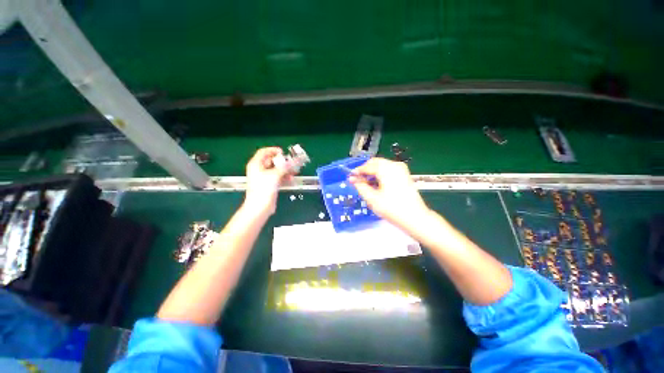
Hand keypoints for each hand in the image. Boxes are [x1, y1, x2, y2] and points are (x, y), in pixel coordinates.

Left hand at [244, 147, 292, 214]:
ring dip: (285, 170)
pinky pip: (278, 178)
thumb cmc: (264, 189)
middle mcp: (259, 170)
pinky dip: (284, 177)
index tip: (284, 152)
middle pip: (272, 161)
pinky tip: (291, 179)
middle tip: (292, 162)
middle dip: (283, 161)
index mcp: (256, 164)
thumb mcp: (275, 175)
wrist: (260, 207)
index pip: (264, 152)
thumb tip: (296, 160)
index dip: (274, 150)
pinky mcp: (269, 185)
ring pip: (276, 170)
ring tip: (294, 171)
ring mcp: (264, 178)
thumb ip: (286, 166)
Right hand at [350, 158, 429, 229]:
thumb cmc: (392, 209)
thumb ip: (360, 186)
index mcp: (386, 169)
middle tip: (357, 181)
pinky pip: (388, 169)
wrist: (415, 217)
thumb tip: (353, 180)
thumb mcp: (372, 198)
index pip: (367, 166)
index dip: (357, 172)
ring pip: (381, 165)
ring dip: (372, 172)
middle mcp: (395, 165)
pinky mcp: (404, 174)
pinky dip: (380, 174)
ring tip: (366, 184)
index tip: (350, 177)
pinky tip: (376, 184)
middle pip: (375, 162)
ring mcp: (401, 169)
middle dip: (365, 170)